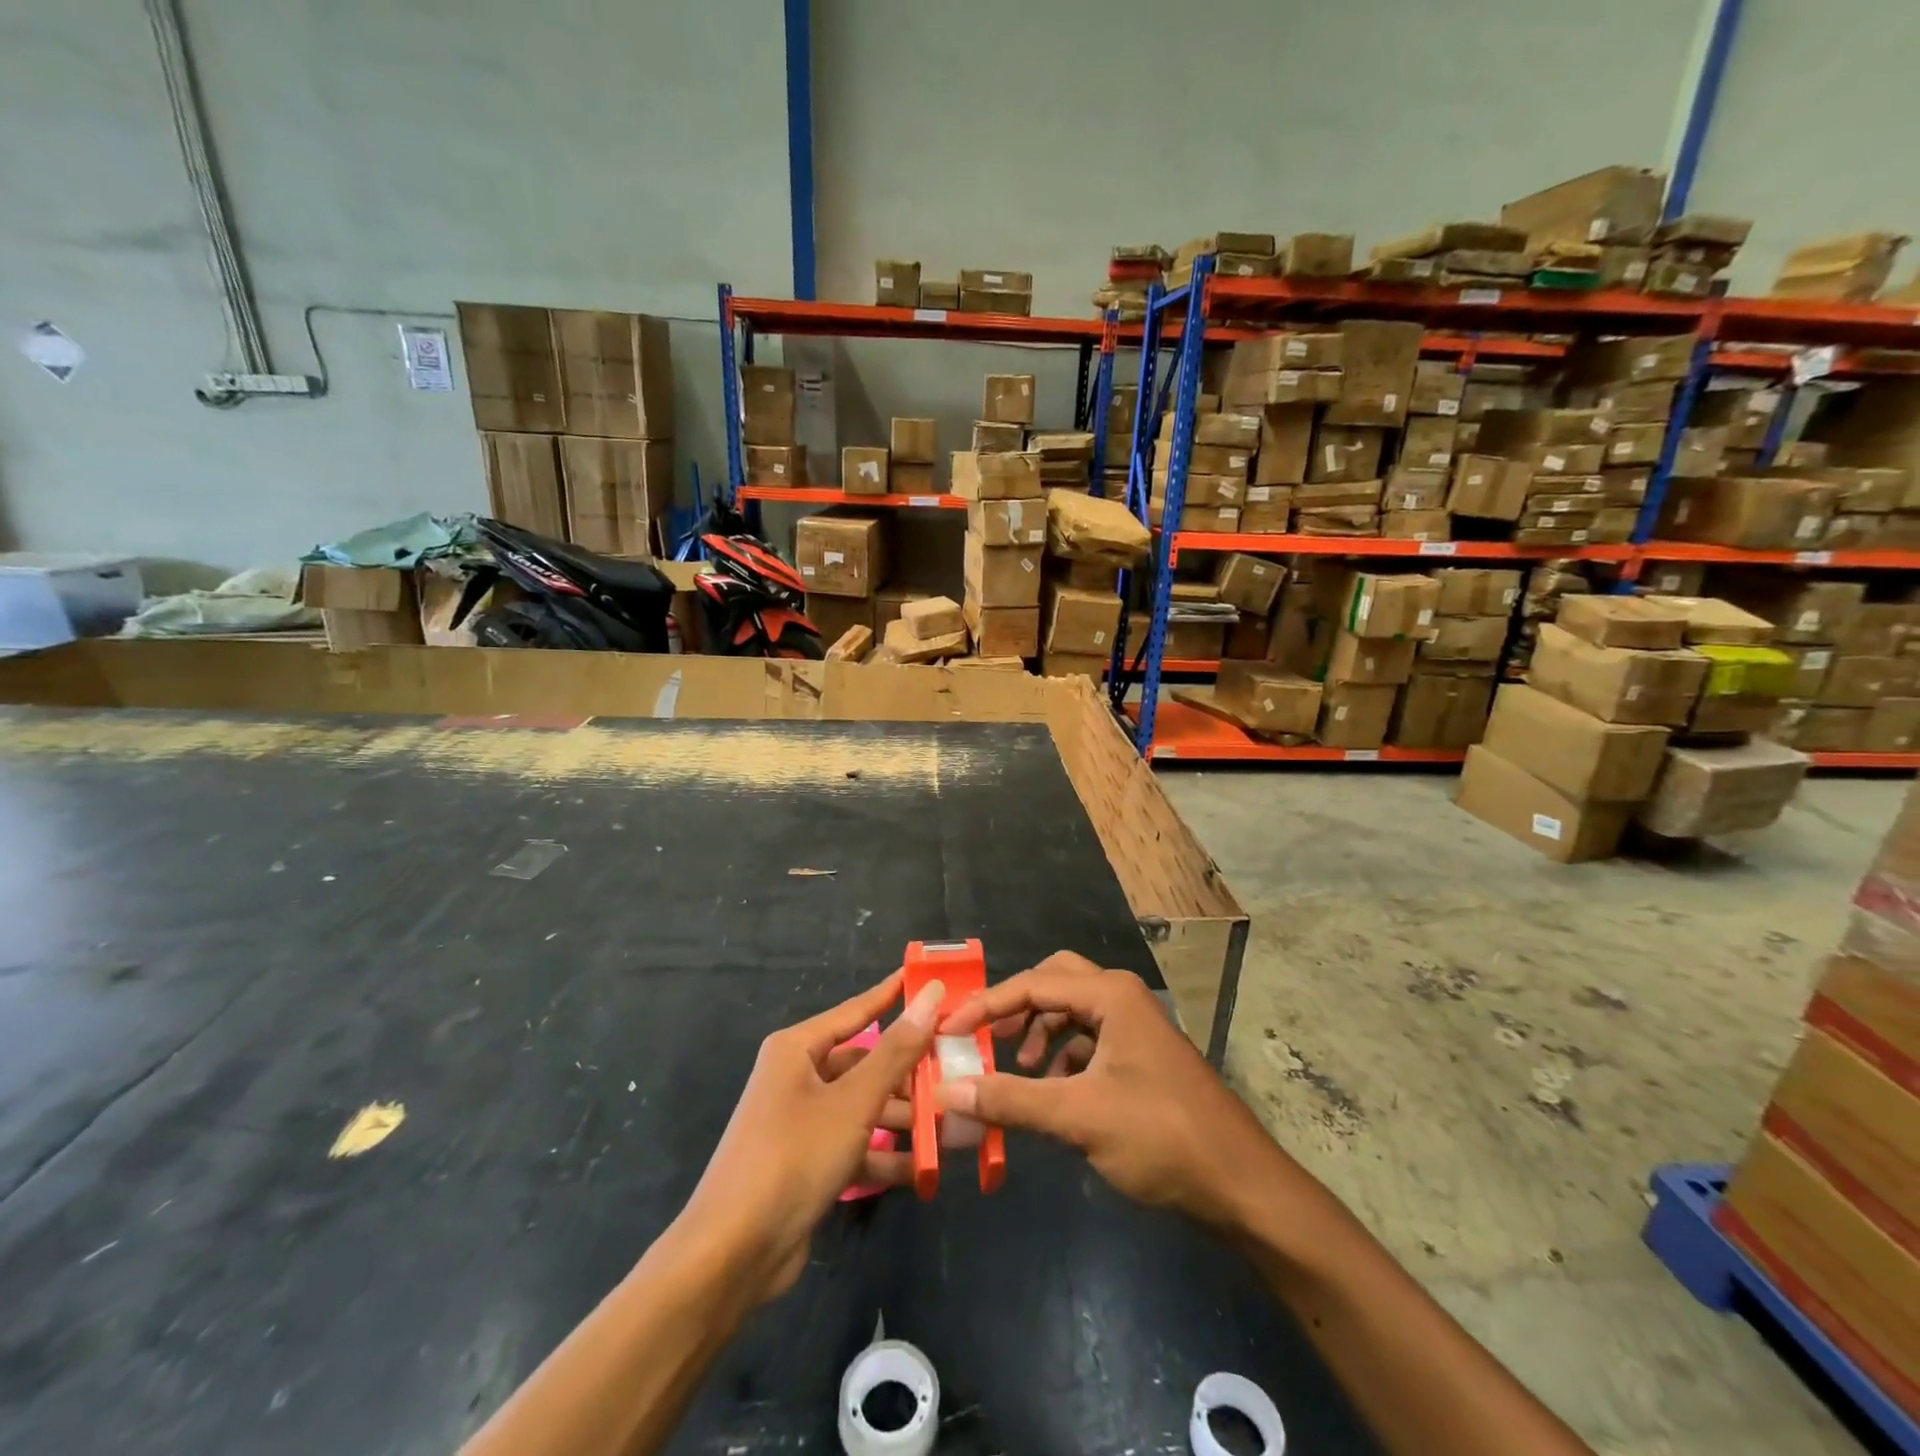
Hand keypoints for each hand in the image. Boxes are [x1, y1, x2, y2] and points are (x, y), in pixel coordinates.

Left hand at [677, 972, 943, 1307]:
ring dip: (902, 1118)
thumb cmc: (794, 1156)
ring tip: (950, 1123)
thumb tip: (930, 996)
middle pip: (864, 1063)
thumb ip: (896, 1051)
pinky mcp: (806, 1163)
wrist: (732, 1255)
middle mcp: (797, 1078)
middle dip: (908, 1072)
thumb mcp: (853, 1101)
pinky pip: (854, 1146)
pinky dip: (884, 1156)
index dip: (893, 995)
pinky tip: (923, 1169)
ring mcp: (801, 1122)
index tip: (930, 981)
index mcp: (797, 1049)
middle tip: (955, 1069)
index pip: (856, 1011)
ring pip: (862, 1107)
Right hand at [936, 952, 1284, 1231]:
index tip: (949, 1030)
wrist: (1241, 1185)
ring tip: (1018, 1070)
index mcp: (1110, 995)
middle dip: (1016, 1007)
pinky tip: (1052, 1089)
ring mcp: (1135, 1026)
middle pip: (1054, 982)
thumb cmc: (1161, 1137)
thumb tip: (948, 1092)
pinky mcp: (1141, 1055)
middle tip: (985, 1037)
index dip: (986, 1005)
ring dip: (1039, 1033)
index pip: (1033, 984)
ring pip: (1072, 1011)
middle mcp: (1122, 997)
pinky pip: (1089, 1038)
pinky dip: (1063, 1056)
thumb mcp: (1078, 1116)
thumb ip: (1010, 1100)